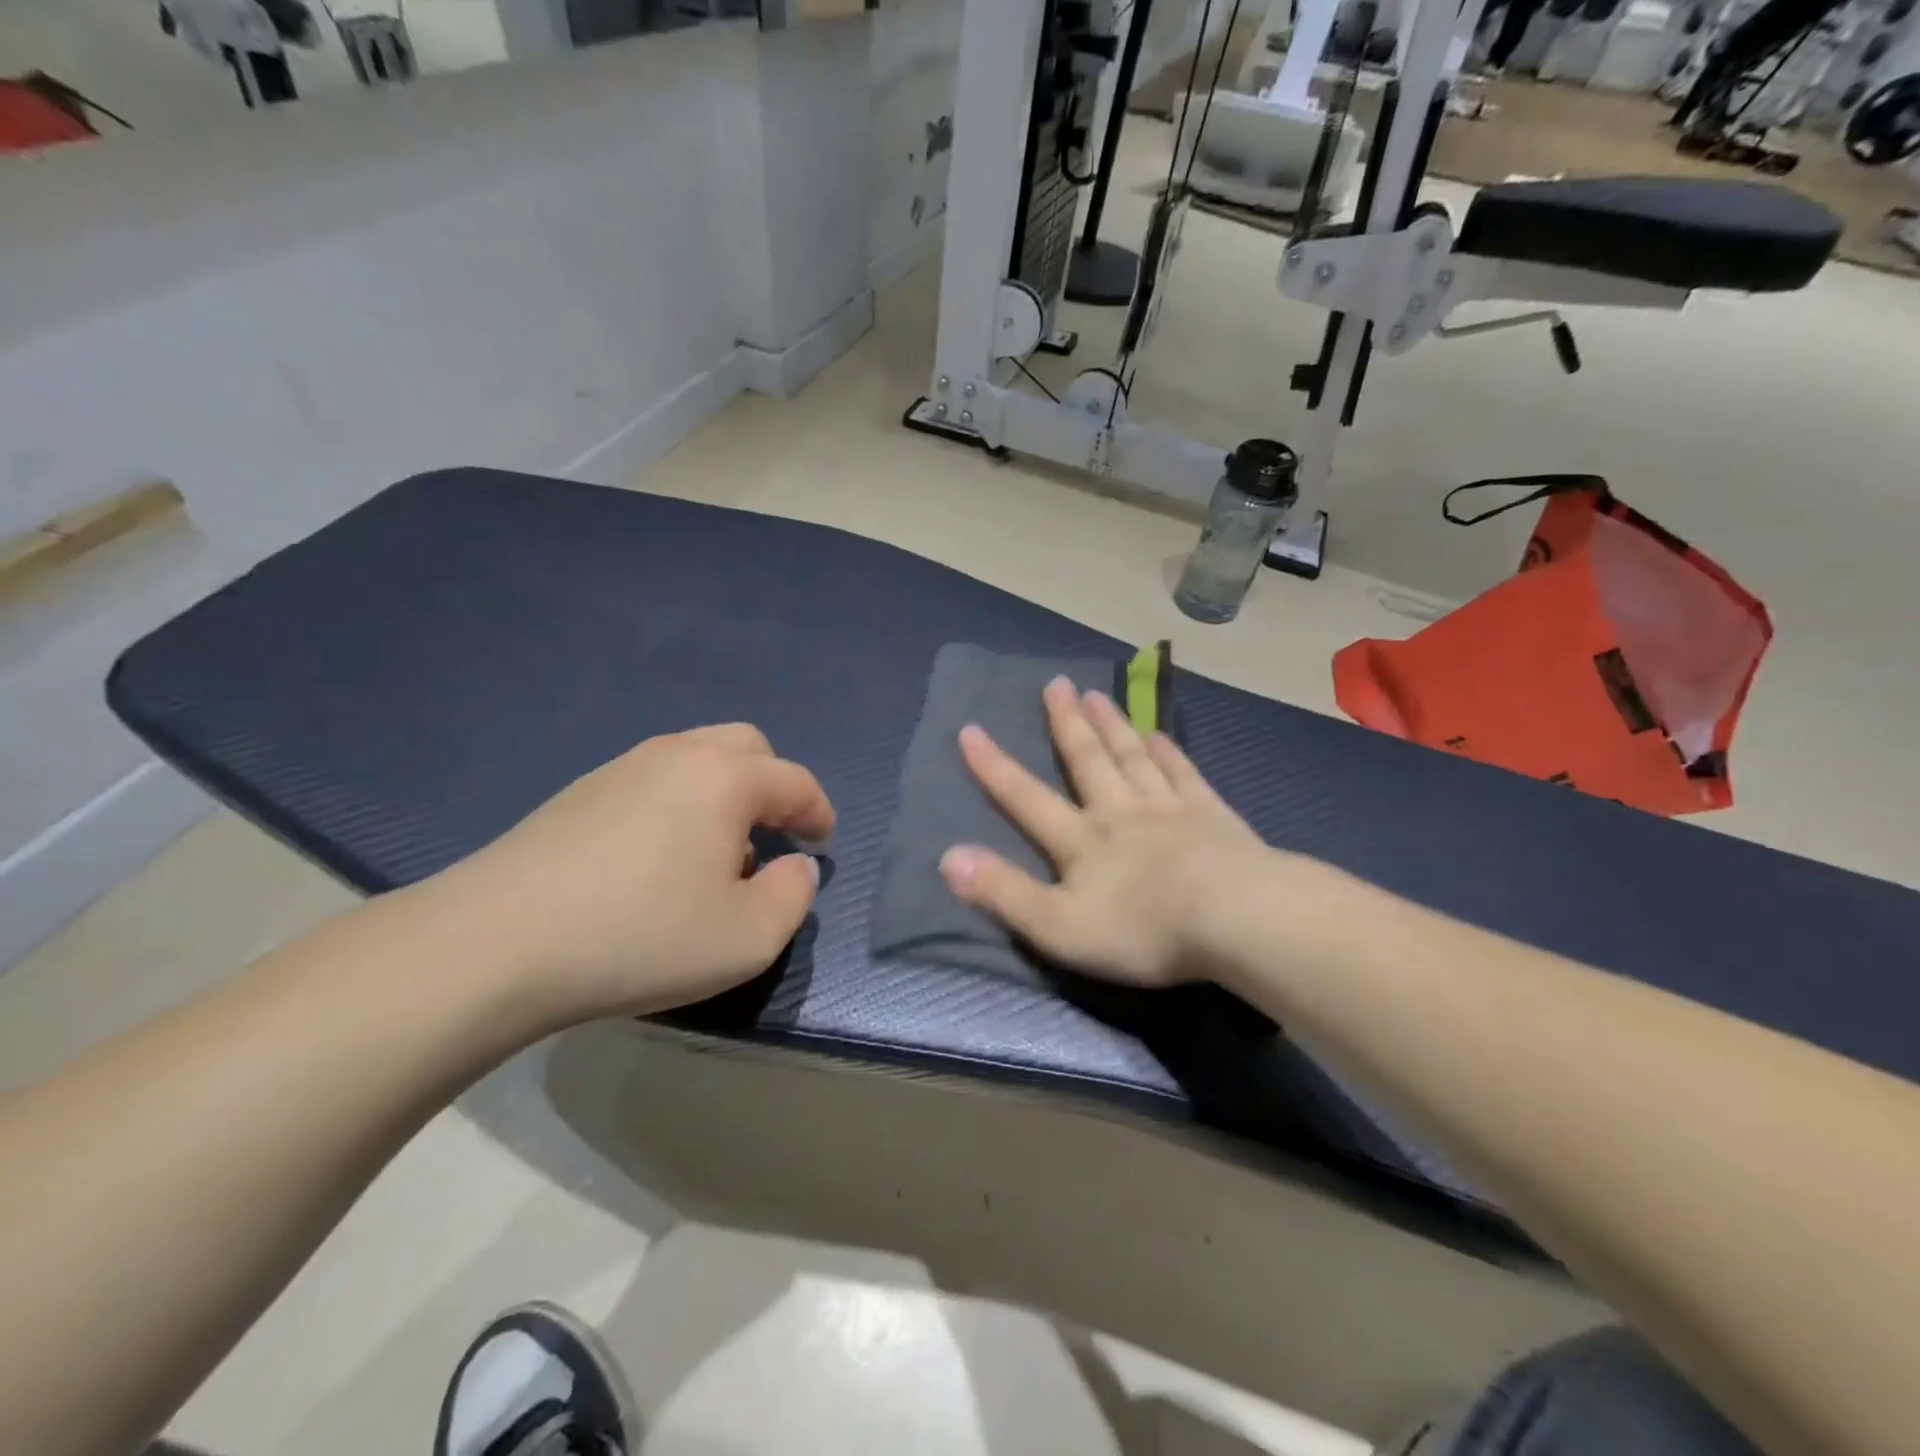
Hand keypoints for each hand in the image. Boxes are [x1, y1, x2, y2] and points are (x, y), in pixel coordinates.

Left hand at [429, 724, 834, 1025]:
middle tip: (774, 835)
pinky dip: (680, 803)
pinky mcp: (579, 793)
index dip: (818, 812)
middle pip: (747, 746)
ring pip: (696, 758)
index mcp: (725, 777)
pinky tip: (659, 858)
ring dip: (725, 793)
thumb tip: (794, 865)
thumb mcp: (748, 937)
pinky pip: (653, 780)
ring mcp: (621, 768)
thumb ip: (794, 896)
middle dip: (773, 785)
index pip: (794, 781)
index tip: (822, 843)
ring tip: (716, 852)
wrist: (494, 944)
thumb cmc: (641, 936)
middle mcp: (677, 755)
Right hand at [939, 677, 1269, 987]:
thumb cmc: (1143, 929)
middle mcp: (1120, 812)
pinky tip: (1161, 734)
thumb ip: (1003, 892)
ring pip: (1133, 756)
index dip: (995, 767)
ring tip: (1097, 694)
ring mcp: (1169, 809)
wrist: (1236, 918)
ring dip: (1112, 725)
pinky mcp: (1212, 815)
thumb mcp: (1059, 926)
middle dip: (1066, 723)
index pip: (1027, 798)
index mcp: (1082, 840)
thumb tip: (948, 857)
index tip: (971, 729)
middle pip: (1087, 760)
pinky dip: (1168, 751)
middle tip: (1055, 684)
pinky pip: (1183, 773)